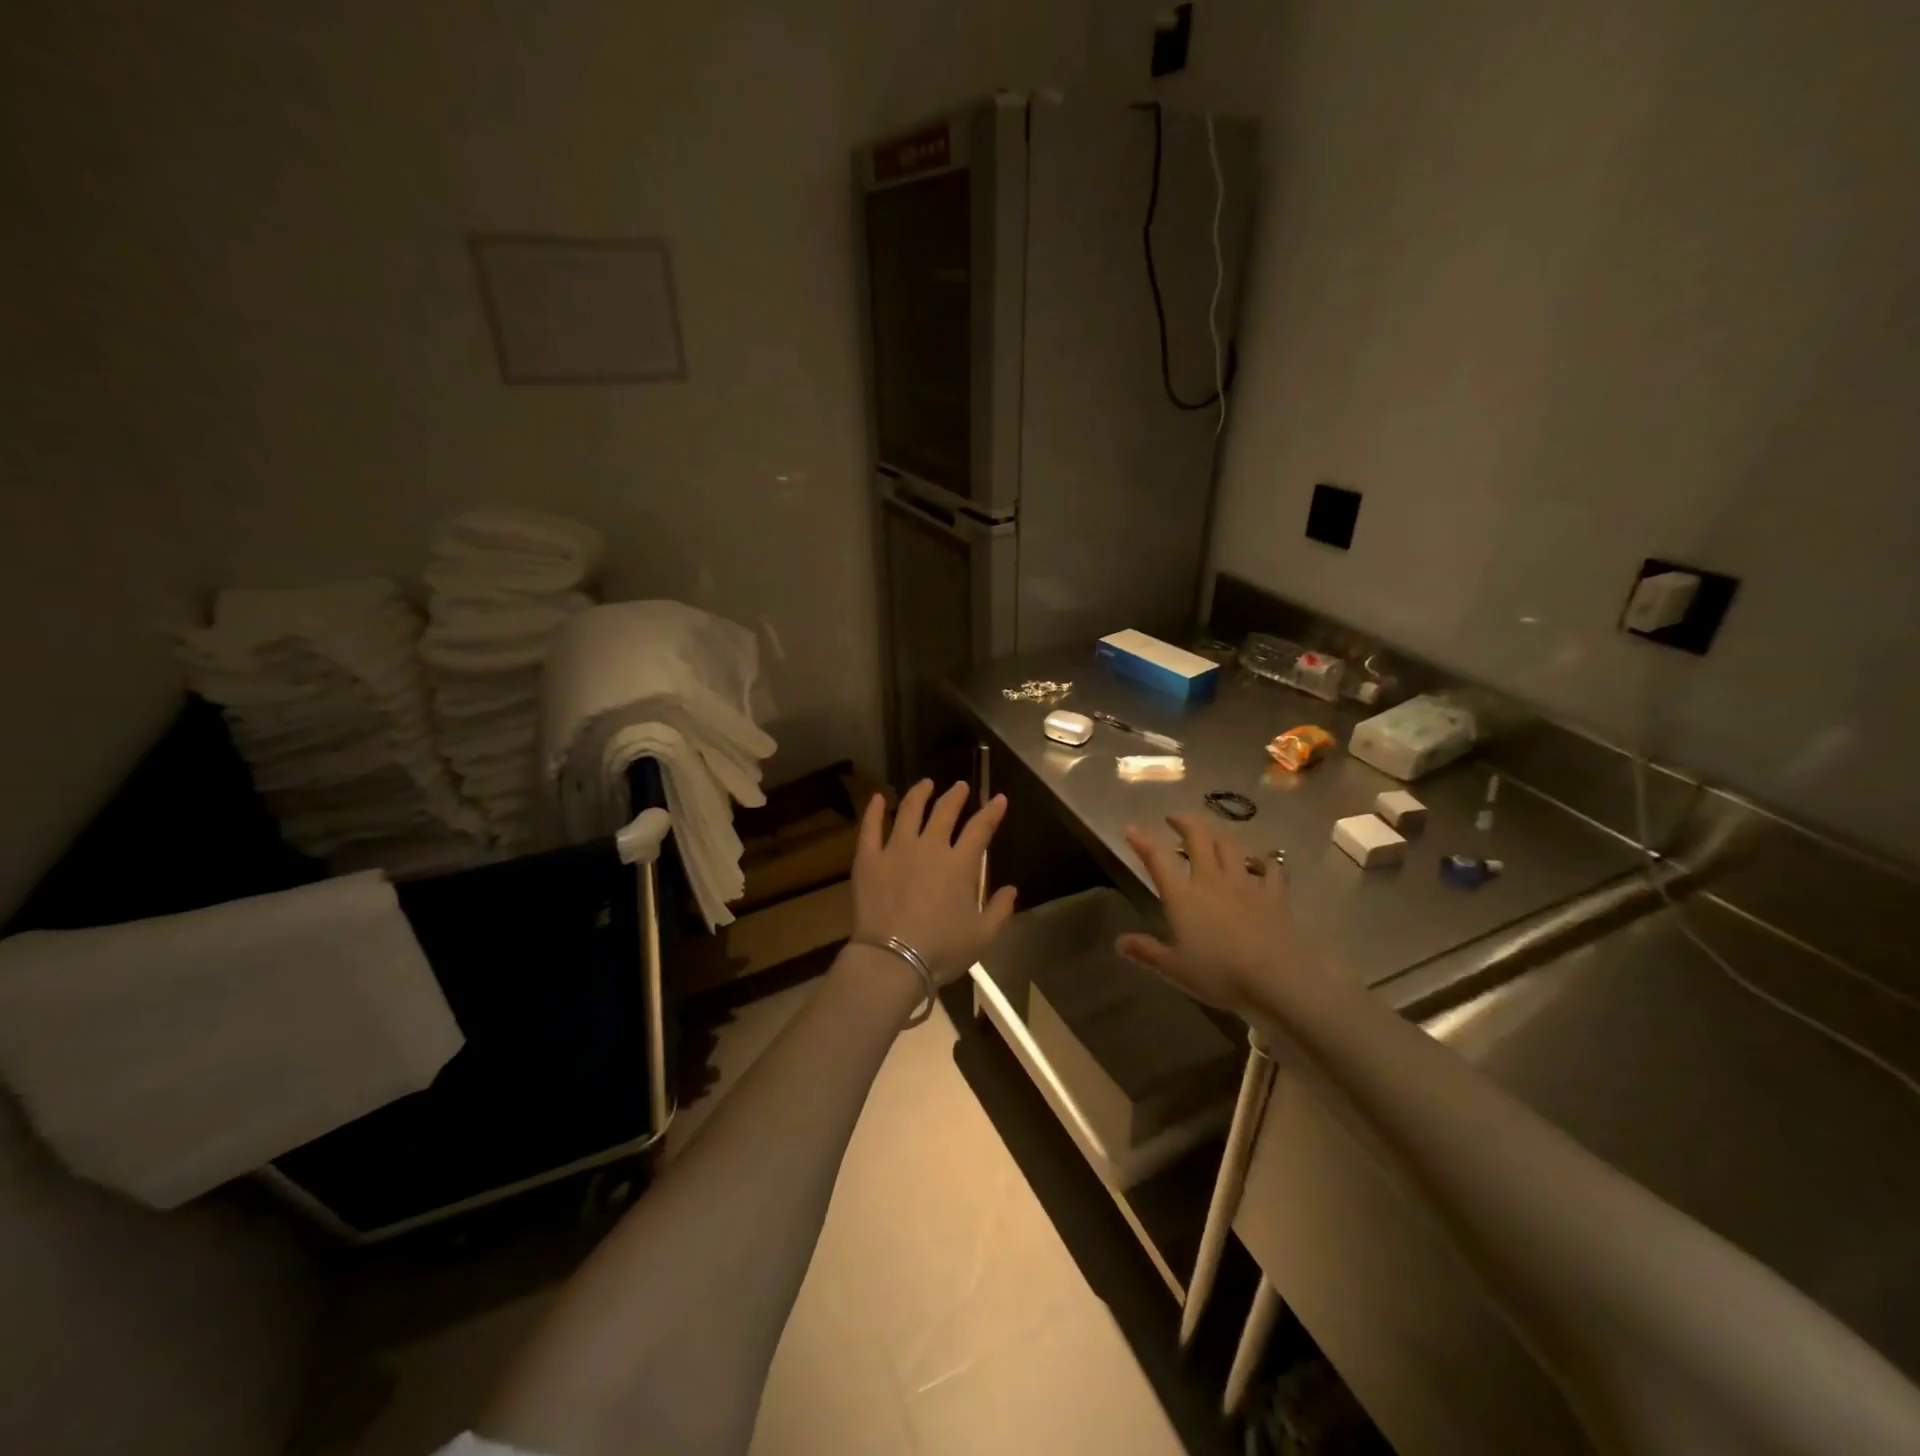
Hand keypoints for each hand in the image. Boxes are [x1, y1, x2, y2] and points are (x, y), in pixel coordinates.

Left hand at [852, 780, 1018, 985]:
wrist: (892, 960)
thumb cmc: (941, 949)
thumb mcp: (982, 936)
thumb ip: (1000, 910)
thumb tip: (1012, 890)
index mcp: (960, 864)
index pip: (980, 828)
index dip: (991, 811)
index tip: (998, 799)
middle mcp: (929, 847)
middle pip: (944, 811)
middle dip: (955, 795)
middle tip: (960, 786)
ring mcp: (896, 849)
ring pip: (909, 810)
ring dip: (920, 793)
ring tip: (925, 784)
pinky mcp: (869, 859)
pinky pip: (870, 827)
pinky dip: (875, 810)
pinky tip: (879, 798)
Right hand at [1118, 814, 1312, 1014]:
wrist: (1276, 979)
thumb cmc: (1219, 974)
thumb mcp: (1174, 969)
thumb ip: (1147, 952)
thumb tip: (1119, 943)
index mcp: (1183, 895)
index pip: (1157, 858)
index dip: (1142, 840)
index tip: (1131, 828)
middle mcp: (1212, 880)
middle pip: (1198, 838)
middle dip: (1184, 822)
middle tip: (1174, 818)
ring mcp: (1245, 884)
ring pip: (1230, 846)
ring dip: (1218, 835)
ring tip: (1211, 835)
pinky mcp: (1274, 896)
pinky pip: (1270, 870)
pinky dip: (1264, 861)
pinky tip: (1262, 861)